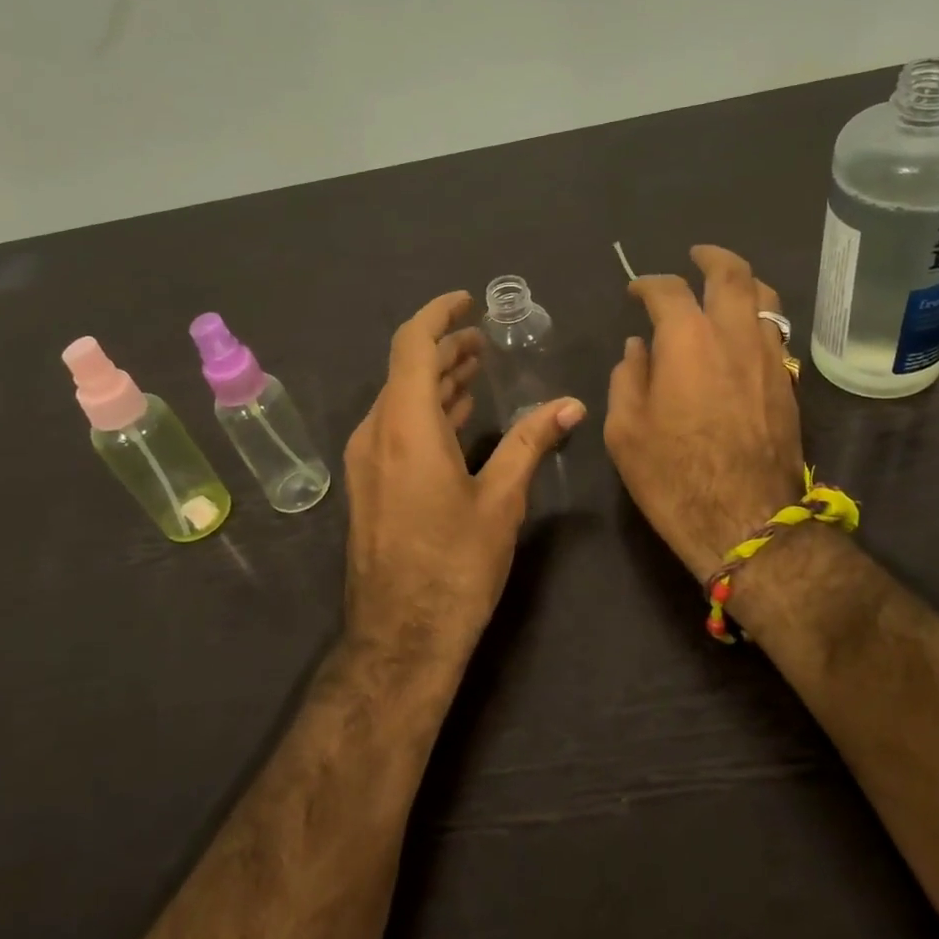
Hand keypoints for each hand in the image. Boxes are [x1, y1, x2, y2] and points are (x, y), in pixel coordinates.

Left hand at [344, 291, 584, 659]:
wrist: (401, 638)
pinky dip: (427, 412)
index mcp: (405, 427)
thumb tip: (571, 404)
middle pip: (406, 370)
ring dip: (436, 381)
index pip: (412, 345)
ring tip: (476, 369)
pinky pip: (395, 428)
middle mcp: (376, 434)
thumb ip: (531, 442)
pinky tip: (456, 418)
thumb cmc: (455, 566)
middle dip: (444, 348)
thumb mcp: (501, 500)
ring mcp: (367, 461)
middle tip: (484, 340)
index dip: (439, 315)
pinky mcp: (369, 485)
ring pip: (399, 400)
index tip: (468, 300)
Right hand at [605, 246, 803, 584]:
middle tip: (696, 255)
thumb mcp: (625, 430)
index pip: (668, 290)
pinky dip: (758, 319)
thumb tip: (638, 350)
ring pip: (766, 298)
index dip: (648, 284)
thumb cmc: (673, 475)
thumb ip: (628, 378)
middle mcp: (735, 334)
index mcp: (687, 339)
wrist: (746, 520)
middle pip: (732, 274)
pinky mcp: (789, 383)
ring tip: (727, 287)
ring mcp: (770, 357)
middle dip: (712, 257)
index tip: (636, 291)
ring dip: (744, 283)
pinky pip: (776, 333)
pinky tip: (744, 335)